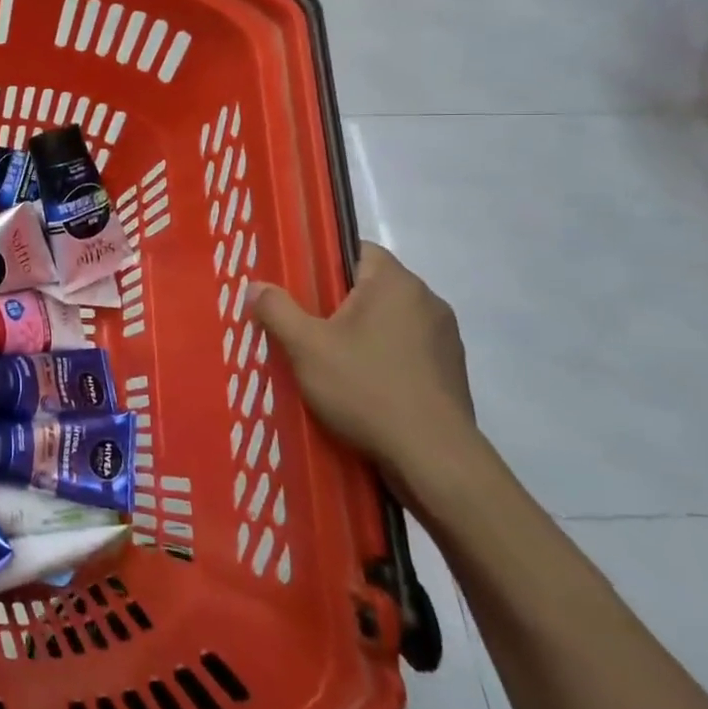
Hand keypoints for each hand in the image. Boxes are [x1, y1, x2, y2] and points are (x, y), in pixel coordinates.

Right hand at [253, 243, 477, 494]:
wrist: (434, 458)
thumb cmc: (367, 388)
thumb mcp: (306, 347)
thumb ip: (277, 310)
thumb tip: (256, 286)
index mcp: (395, 283)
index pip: (357, 249)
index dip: (323, 262)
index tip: (297, 286)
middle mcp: (427, 301)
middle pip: (371, 286)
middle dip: (337, 302)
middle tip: (303, 325)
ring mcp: (445, 338)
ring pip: (390, 321)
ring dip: (361, 333)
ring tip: (328, 359)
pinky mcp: (452, 373)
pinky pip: (407, 351)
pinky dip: (383, 359)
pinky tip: (361, 386)